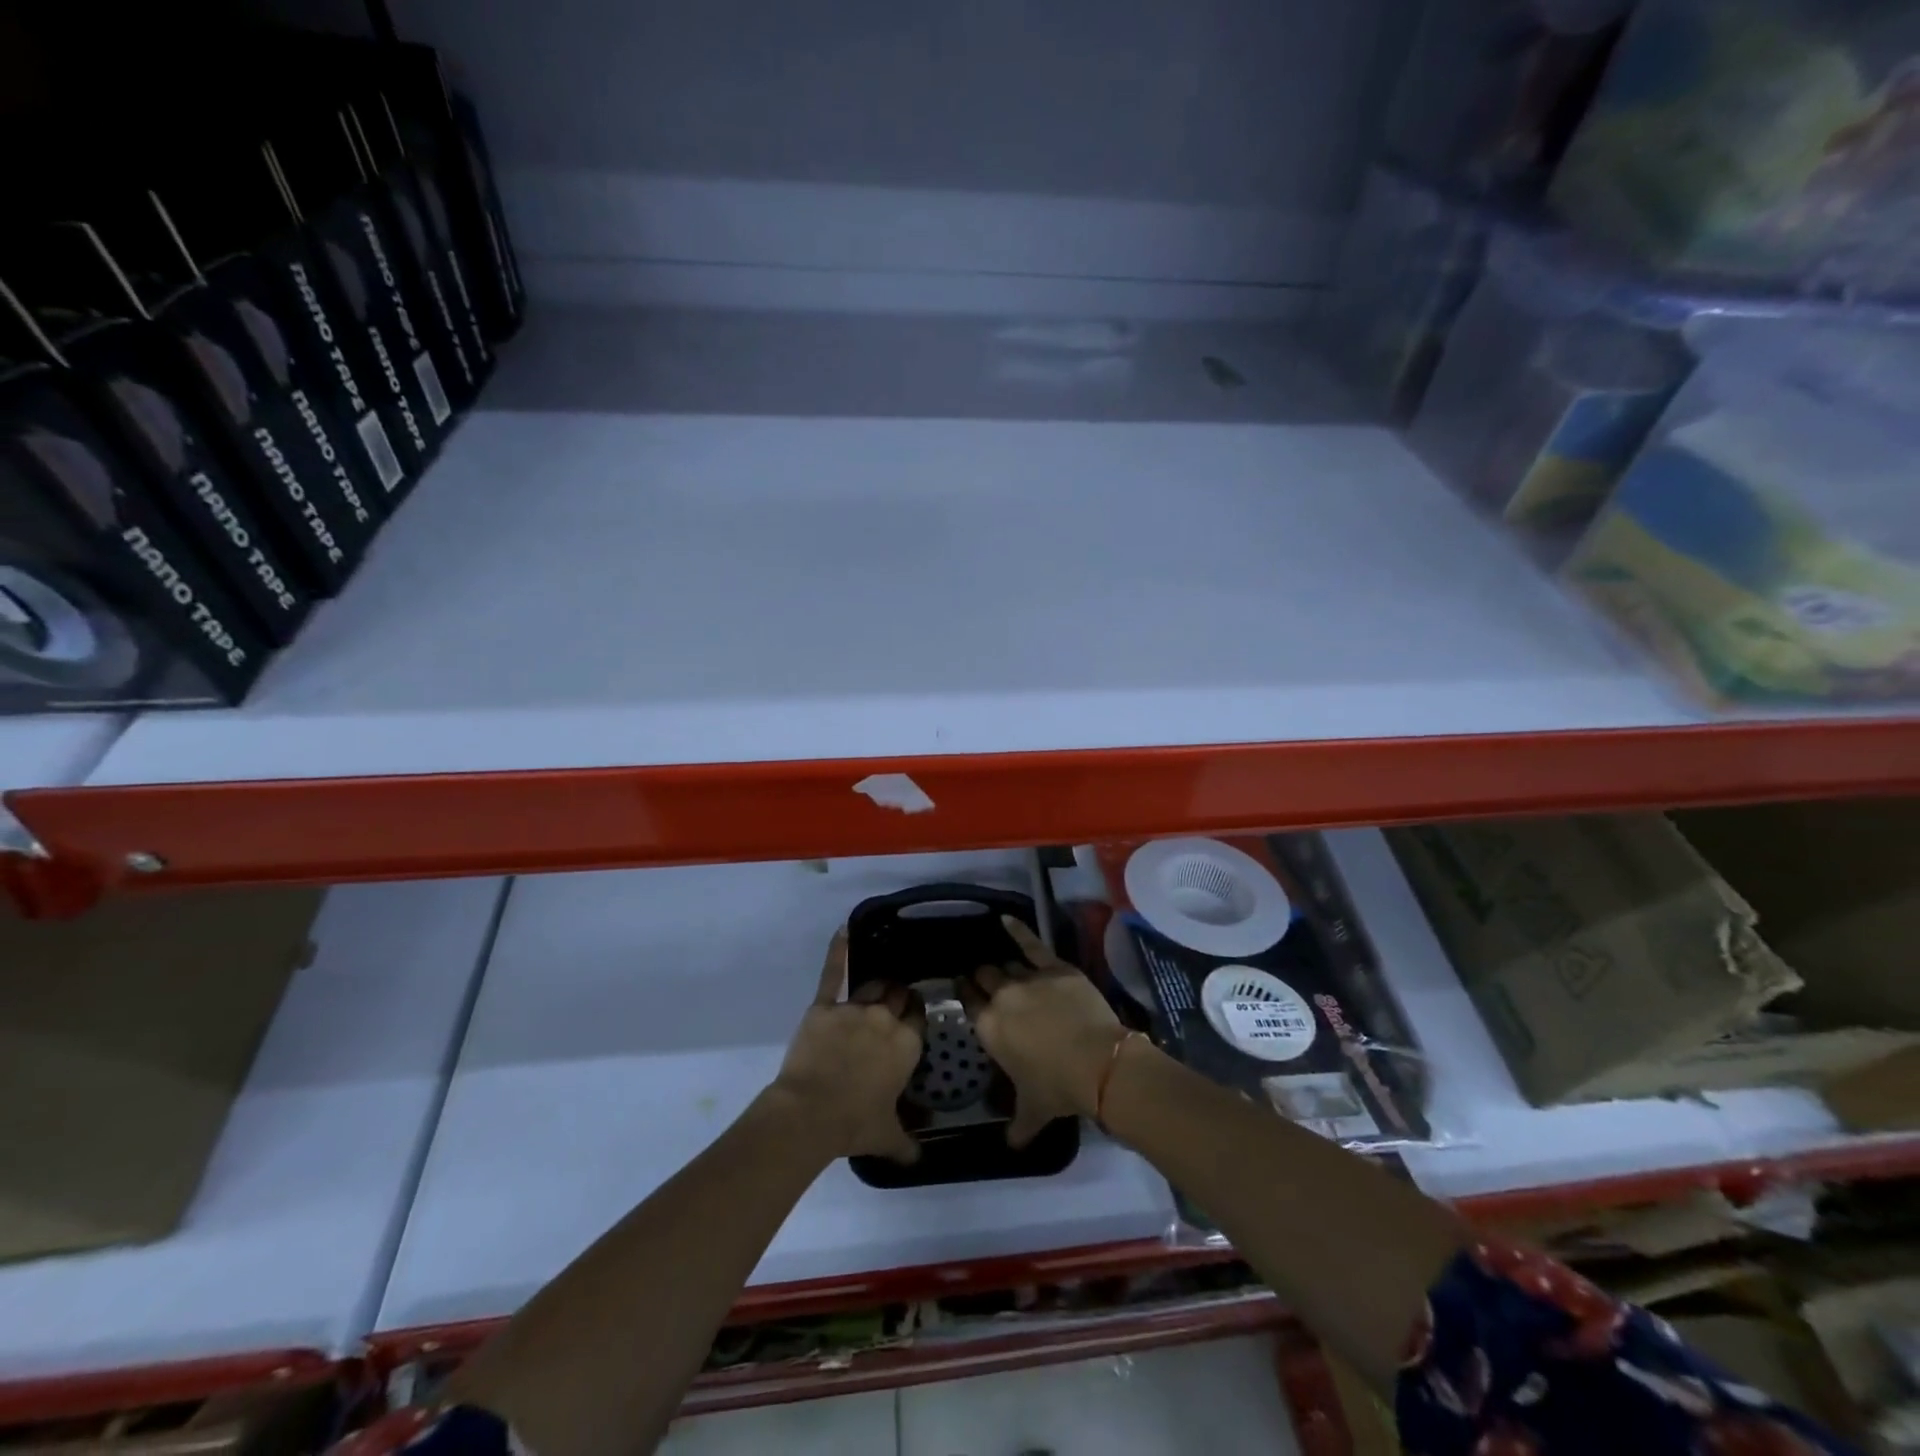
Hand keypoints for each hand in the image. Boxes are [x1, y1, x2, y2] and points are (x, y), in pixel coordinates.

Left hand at [768, 927, 924, 1164]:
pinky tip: (842, 930)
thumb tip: (921, 1159)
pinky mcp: (824, 1006)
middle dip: (898, 998)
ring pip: (873, 986)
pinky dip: (838, 951)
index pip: (918, 1016)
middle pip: (897, 996)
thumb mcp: (888, 1136)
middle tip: (893, 1005)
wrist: (809, 1114)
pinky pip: (833, 974)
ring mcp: (854, 1009)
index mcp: (906, 1044)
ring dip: (877, 988)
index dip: (915, 1015)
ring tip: (877, 988)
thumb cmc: (854, 1125)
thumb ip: (908, 1143)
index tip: (912, 1016)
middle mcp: (885, 1019)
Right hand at [960, 916, 1126, 1147]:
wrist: (1097, 1063)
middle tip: (984, 979)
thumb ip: (1017, 1126)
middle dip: (982, 977)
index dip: (964, 993)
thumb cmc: (1058, 1088)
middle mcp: (1002, 997)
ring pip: (1007, 964)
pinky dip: (1018, 930)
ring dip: (1003, 967)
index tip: (963, 987)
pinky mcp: (1054, 967)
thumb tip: (1010, 1145)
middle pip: (984, 977)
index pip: (968, 1002)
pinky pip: (1031, 944)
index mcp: (988, 1028)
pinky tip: (1006, 920)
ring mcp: (1028, 978)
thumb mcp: (1033, 1111)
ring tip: (1001, 966)